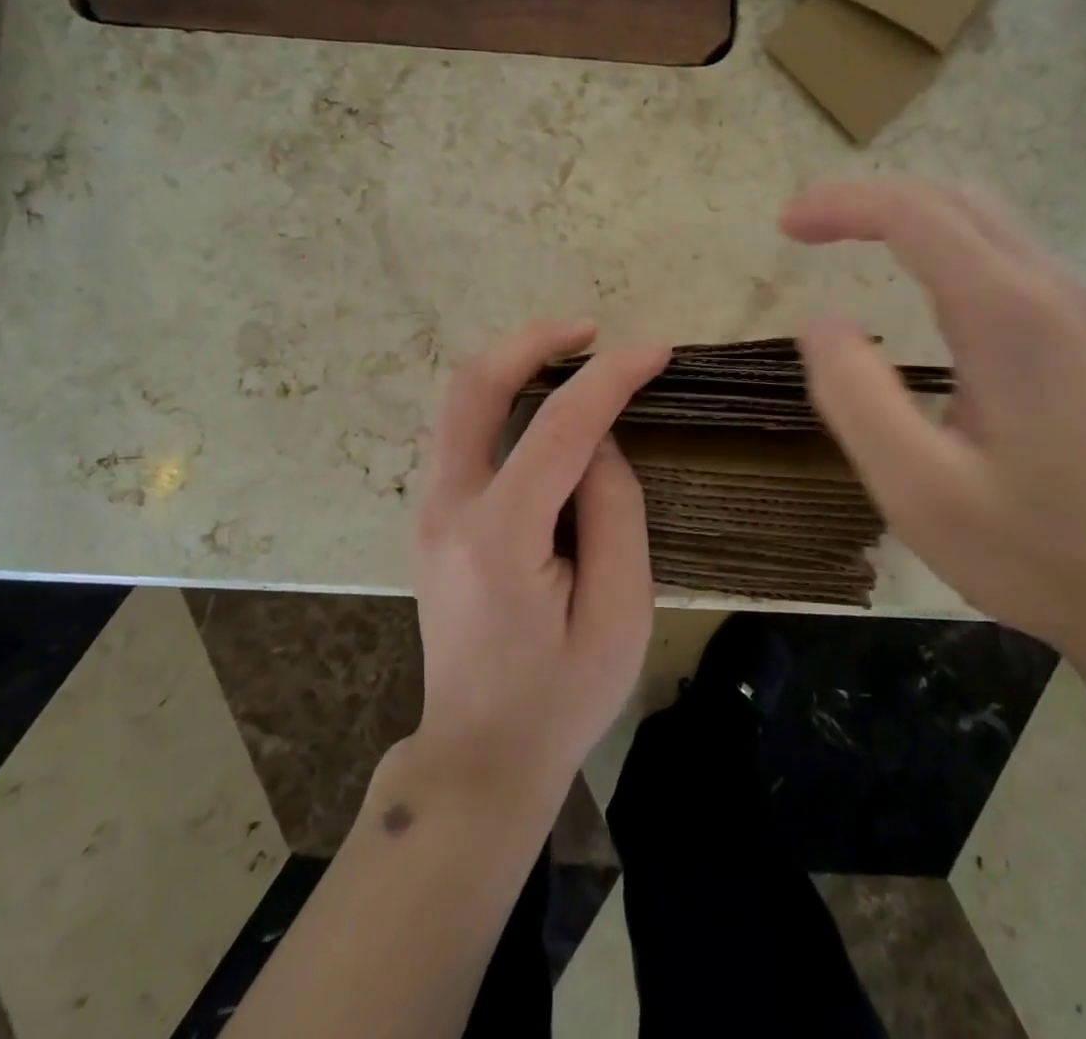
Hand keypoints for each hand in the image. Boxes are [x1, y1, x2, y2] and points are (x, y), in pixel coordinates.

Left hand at [409, 320, 668, 809]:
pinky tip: (546, 405)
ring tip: (575, 356)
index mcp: (500, 538)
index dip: (611, 378)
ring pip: (459, 399)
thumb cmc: (562, 697)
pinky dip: (503, 397)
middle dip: (532, 341)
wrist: (479, 755)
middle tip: (590, 330)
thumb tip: (600, 441)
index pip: (559, 428)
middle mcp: (448, 508)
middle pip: (473, 385)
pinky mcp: (433, 516)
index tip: (656, 351)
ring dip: (515, 362)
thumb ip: (614, 511)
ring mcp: (429, 510)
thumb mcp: (621, 612)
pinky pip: (464, 430)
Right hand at [782, 179, 1085, 657]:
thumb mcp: (920, 491)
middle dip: (869, 199)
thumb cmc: (1037, 552)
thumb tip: (820, 321)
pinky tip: (920, 278)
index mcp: (1010, 316)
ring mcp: (1080, 308)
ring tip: (848, 240)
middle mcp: (1052, 289)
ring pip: (984, 217)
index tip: (785, 226)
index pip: (915, 214)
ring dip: (908, 213)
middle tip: (805, 230)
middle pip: (952, 198)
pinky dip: (943, 239)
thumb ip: (857, 398)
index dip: (841, 205)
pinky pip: (1006, 250)